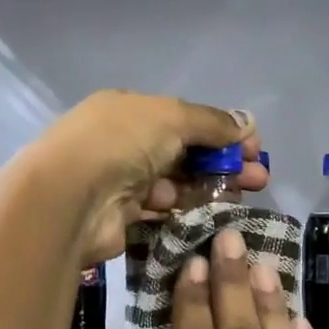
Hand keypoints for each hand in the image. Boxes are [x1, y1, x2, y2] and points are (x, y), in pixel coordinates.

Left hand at [31, 90, 267, 264]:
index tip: (254, 149)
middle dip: (223, 164)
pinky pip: (163, 211)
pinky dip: (188, 211)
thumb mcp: (172, 117)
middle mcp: (125, 143)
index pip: (185, 119)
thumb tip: (248, 123)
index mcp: (131, 111)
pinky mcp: (123, 217)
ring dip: (210, 188)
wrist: (70, 198)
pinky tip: (213, 215)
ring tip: (242, 198)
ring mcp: (122, 182)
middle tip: (258, 180)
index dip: (222, 133)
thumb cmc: (122, 143)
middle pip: (184, 153)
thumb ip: (212, 123)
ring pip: (176, 184)